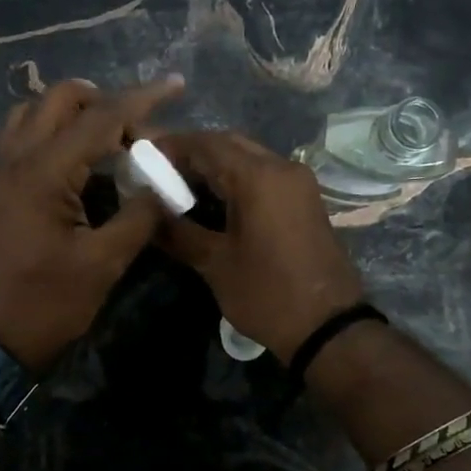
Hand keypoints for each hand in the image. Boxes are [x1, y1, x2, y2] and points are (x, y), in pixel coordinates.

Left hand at [0, 77, 183, 371]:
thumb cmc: (46, 304)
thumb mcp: (102, 264)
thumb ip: (139, 217)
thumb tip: (166, 186)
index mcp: (44, 171)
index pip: (100, 117)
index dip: (142, 99)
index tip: (176, 85)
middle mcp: (15, 158)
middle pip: (59, 98)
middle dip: (103, 100)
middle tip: (137, 128)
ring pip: (33, 113)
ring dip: (72, 113)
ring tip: (106, 139)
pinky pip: (21, 138)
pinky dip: (51, 132)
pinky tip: (75, 161)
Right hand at [154, 131, 365, 362]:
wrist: (328, 326)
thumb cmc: (267, 294)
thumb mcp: (215, 264)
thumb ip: (178, 232)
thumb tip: (146, 213)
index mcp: (258, 177)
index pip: (206, 145)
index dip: (171, 146)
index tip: (142, 156)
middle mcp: (282, 168)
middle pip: (229, 144)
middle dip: (192, 152)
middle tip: (159, 170)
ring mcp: (298, 183)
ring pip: (248, 157)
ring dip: (215, 165)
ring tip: (179, 185)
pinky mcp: (305, 200)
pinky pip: (264, 175)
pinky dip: (236, 178)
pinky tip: (213, 199)